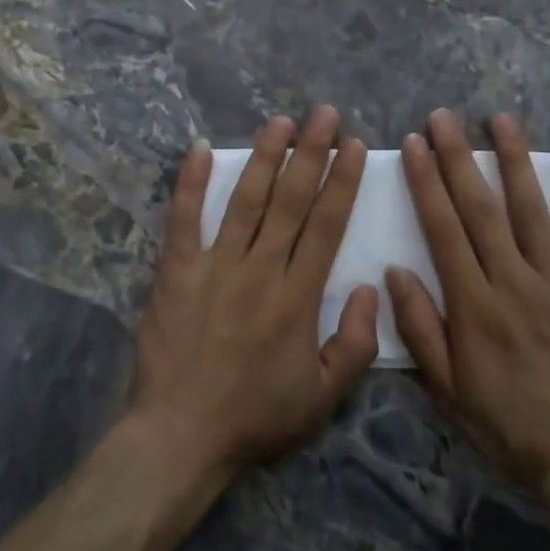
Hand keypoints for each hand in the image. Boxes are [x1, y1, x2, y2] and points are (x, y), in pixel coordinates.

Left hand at [130, 106, 380, 483]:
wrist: (180, 436)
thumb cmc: (255, 417)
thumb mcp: (322, 398)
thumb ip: (356, 344)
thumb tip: (372, 288)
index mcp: (298, 298)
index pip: (326, 226)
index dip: (343, 182)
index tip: (354, 146)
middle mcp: (260, 270)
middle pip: (291, 200)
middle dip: (311, 152)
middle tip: (324, 114)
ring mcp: (215, 266)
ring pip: (246, 200)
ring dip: (265, 156)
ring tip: (280, 120)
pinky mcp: (176, 270)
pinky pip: (185, 219)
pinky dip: (192, 183)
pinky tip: (201, 148)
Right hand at [388, 109, 549, 494]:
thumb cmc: (509, 424)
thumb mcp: (448, 390)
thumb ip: (420, 328)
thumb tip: (395, 270)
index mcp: (474, 304)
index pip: (443, 229)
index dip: (426, 183)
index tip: (414, 143)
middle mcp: (514, 281)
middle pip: (480, 209)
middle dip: (458, 158)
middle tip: (443, 116)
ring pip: (532, 211)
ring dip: (514, 161)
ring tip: (501, 119)